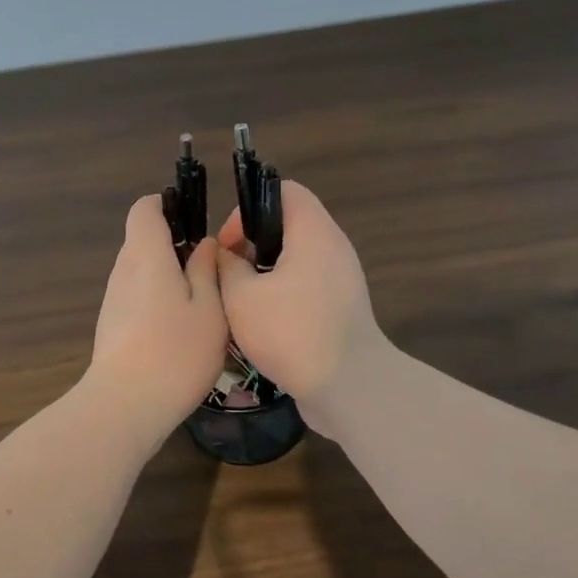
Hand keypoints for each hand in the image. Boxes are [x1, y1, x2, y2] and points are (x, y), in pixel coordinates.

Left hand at [87, 195, 229, 441]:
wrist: (125, 406)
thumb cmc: (176, 352)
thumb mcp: (209, 309)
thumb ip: (206, 270)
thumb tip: (203, 244)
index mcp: (146, 255)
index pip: (144, 209)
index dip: (167, 205)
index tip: (195, 221)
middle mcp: (123, 270)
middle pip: (143, 240)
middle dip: (175, 246)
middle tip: (210, 270)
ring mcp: (113, 300)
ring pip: (141, 272)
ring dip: (168, 278)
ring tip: (201, 304)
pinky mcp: (111, 326)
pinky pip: (136, 297)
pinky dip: (157, 301)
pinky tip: (180, 331)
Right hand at [216, 181, 387, 431]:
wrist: (349, 386)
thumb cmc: (292, 332)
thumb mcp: (242, 297)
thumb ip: (228, 267)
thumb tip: (227, 255)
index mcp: (314, 232)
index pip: (284, 190)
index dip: (249, 207)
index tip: (228, 244)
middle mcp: (333, 248)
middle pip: (289, 225)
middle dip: (253, 245)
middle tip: (229, 275)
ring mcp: (342, 279)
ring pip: (296, 259)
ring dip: (265, 274)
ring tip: (240, 301)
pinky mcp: (342, 308)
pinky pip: (307, 286)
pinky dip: (283, 295)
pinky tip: (261, 324)